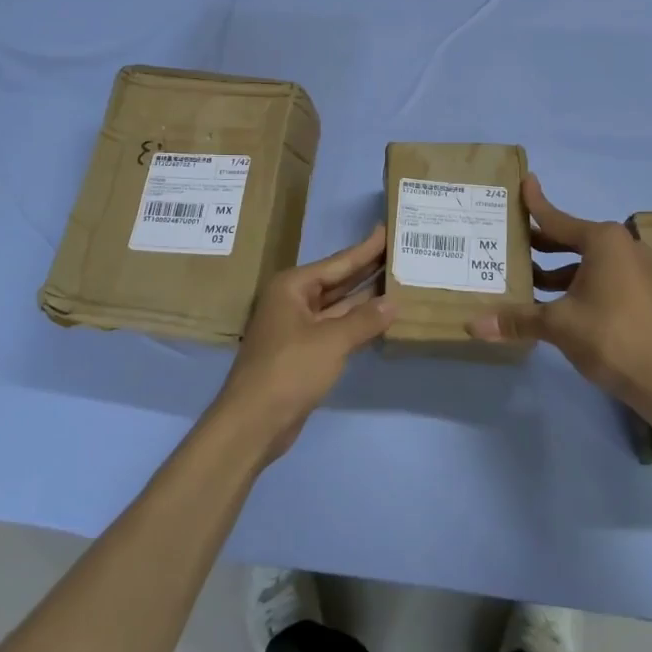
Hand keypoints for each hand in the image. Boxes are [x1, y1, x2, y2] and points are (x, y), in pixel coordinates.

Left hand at [212, 225, 394, 462]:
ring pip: (337, 306)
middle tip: (397, 252)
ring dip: (363, 297)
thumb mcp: (332, 341)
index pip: (337, 262)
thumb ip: (364, 320)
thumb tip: (393, 302)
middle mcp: (292, 300)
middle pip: (336, 281)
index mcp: (292, 286)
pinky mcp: (302, 352)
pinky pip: (334, 328)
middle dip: (366, 269)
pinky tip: (379, 318)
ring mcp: (296, 327)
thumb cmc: (289, 370)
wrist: (254, 422)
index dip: (364, 248)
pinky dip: (355, 323)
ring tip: (396, 280)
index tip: (386, 229)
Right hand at [467, 175, 651, 416]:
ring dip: (555, 268)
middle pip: (570, 238)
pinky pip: (599, 277)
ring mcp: (636, 270)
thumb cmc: (611, 337)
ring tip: (522, 276)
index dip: (535, 203)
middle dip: (540, 242)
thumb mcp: (558, 324)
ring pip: (585, 261)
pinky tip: (551, 301)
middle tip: (507, 239)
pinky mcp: (641, 293)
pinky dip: (574, 282)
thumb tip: (472, 325)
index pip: (557, 218)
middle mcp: (622, 246)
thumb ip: (516, 319)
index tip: (524, 181)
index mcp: (603, 240)